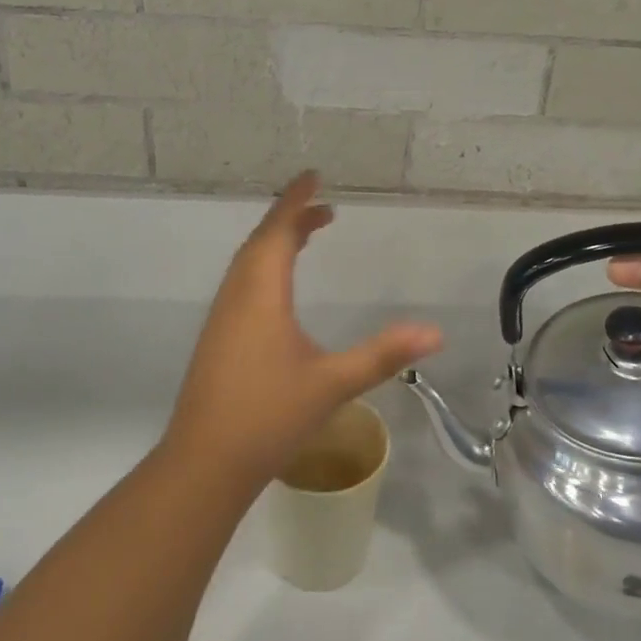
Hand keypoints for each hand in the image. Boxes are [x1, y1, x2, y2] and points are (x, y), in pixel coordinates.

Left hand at [161, 171, 442, 491]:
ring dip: (276, 242)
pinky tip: (280, 290)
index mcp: (261, 294)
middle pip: (261, 242)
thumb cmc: (268, 416)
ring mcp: (223, 318)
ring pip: (248, 264)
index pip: (277, 232)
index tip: (313, 176)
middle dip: (290, 219)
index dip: (296, 201)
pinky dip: (265, 267)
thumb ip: (382, 355)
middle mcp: (237, 296)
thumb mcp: (332, 384)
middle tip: (323, 209)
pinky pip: (243, 284)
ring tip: (307, 236)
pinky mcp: (218, 339)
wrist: (204, 464)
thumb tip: (435, 332)